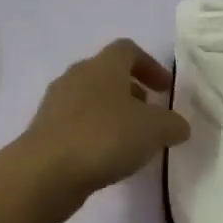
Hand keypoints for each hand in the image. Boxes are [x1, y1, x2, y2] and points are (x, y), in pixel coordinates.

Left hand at [17, 39, 189, 208]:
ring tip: (130, 141)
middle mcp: (77, 76)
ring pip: (91, 100)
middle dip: (132, 91)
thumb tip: (178, 126)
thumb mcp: (155, 130)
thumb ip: (173, 124)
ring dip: (113, 114)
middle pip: (107, 74)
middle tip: (150, 115)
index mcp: (103, 66)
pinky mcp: (44, 131)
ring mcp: (56, 104)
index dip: (150, 66)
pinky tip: (107, 157)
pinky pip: (76, 124)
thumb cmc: (105, 137)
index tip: (166, 89)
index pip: (128, 50)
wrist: (45, 172)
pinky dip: (95, 133)